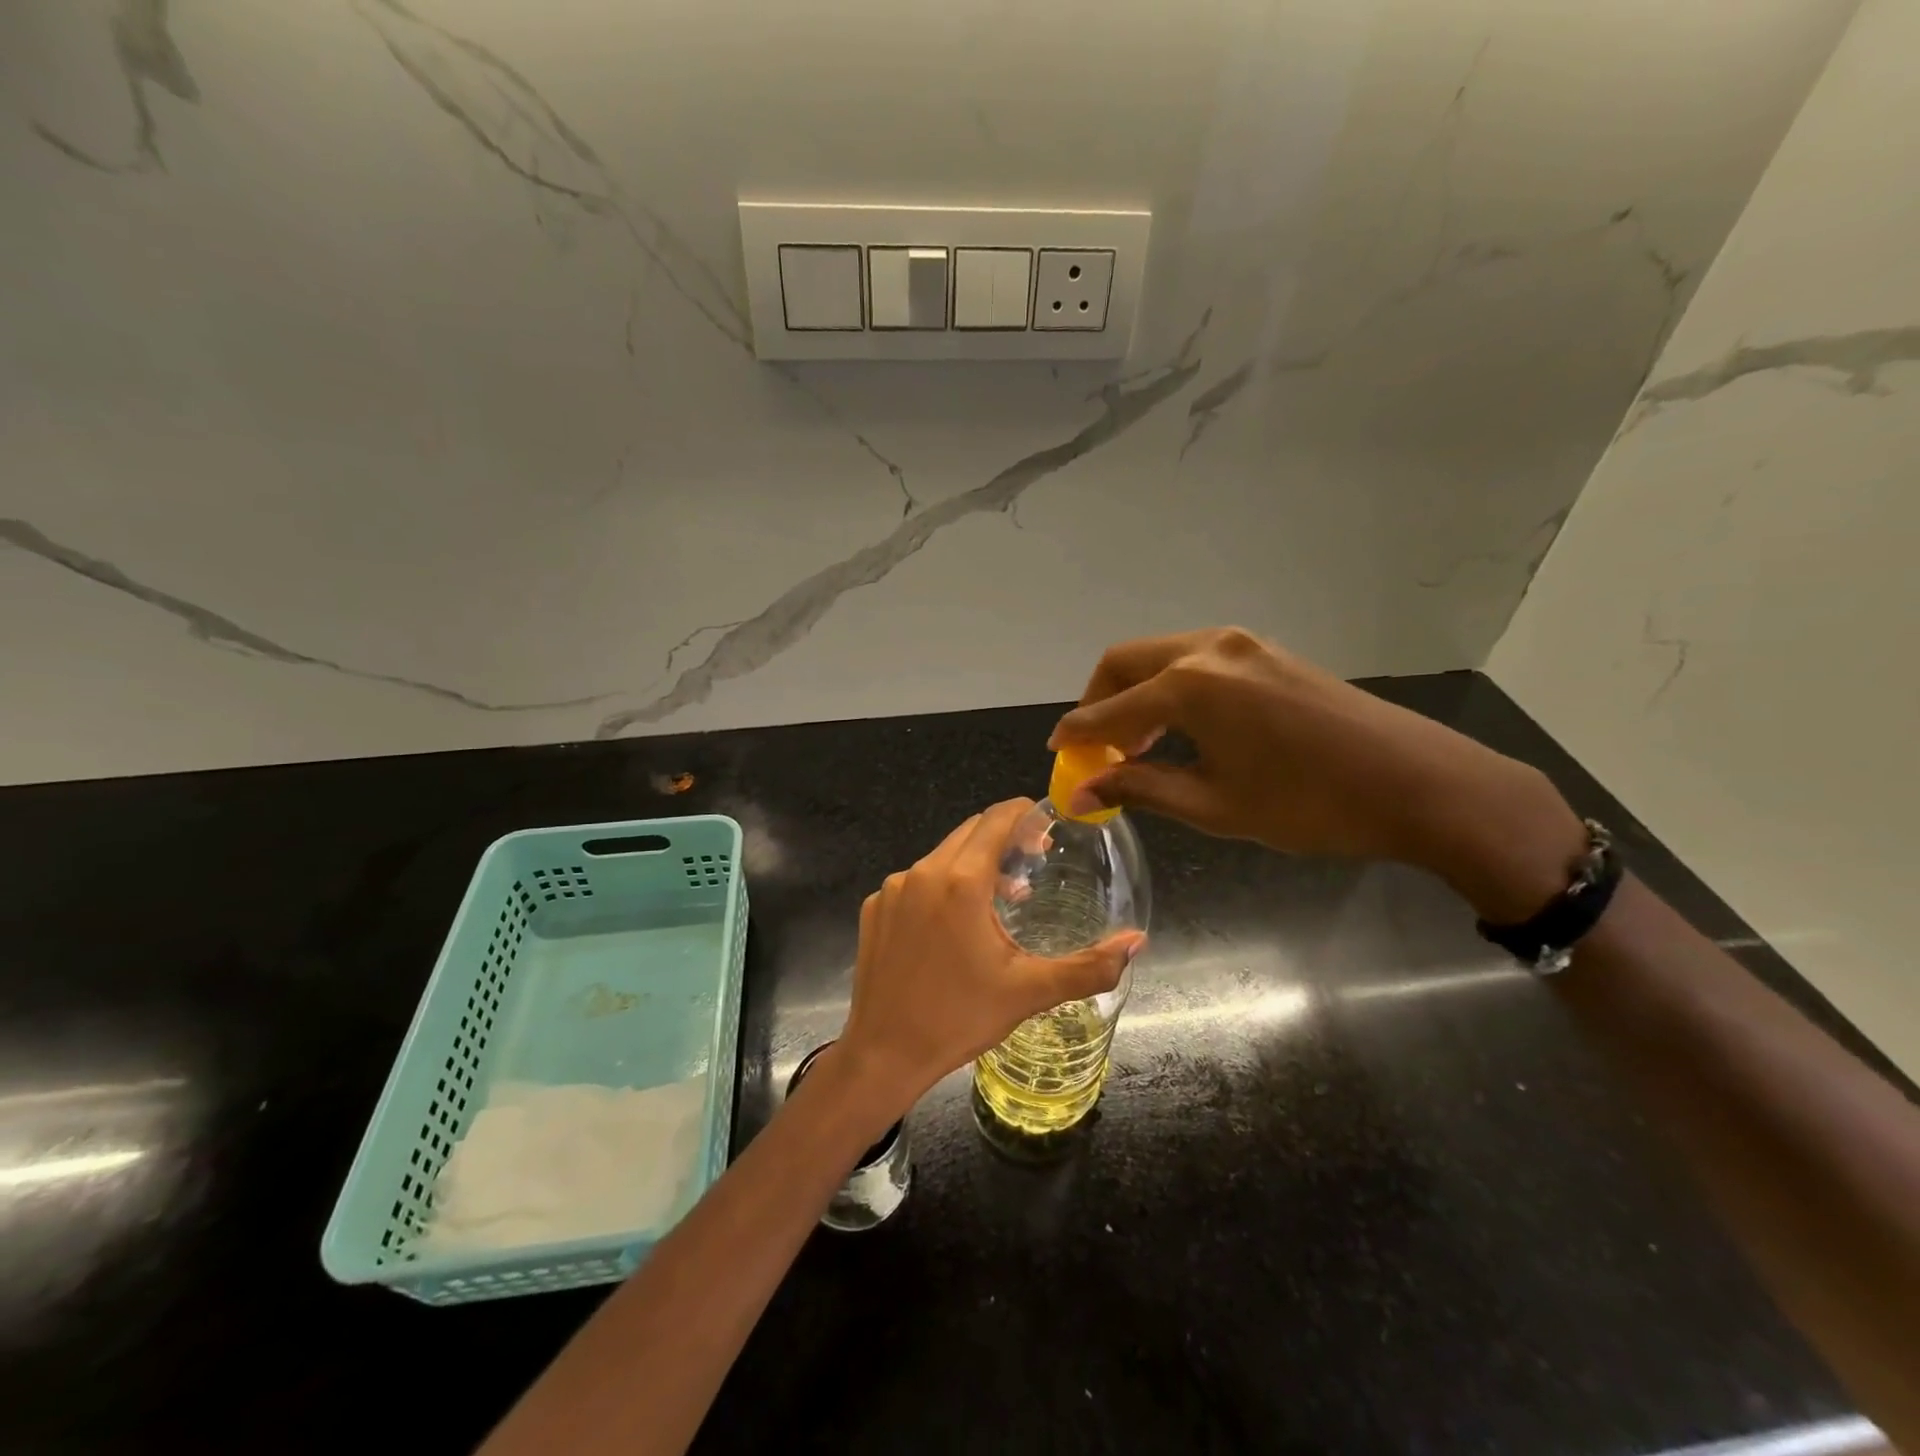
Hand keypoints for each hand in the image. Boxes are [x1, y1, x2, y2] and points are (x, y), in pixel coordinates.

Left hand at [835, 799, 1143, 1118]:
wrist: (883, 1053)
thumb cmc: (959, 1018)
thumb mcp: (1029, 992)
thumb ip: (1089, 966)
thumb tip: (1137, 941)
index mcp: (961, 882)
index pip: (997, 819)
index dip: (1025, 814)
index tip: (1047, 829)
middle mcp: (923, 872)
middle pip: (970, 831)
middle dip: (1004, 837)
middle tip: (1033, 862)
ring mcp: (893, 888)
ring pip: (942, 855)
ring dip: (974, 863)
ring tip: (1002, 897)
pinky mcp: (875, 906)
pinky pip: (916, 880)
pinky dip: (942, 885)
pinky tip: (954, 924)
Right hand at [1049, 627, 1586, 920]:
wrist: (1418, 784)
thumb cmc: (1308, 805)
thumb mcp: (1214, 806)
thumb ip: (1141, 788)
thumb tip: (1081, 792)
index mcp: (1189, 686)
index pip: (1110, 710)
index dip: (1078, 734)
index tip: (1057, 754)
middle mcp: (1207, 649)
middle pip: (1125, 662)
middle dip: (1099, 701)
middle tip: (1097, 749)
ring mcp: (1241, 644)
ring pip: (1160, 656)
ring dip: (1136, 693)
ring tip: (1139, 745)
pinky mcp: (1266, 651)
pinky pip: (1195, 659)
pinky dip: (1171, 687)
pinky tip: (1183, 728)